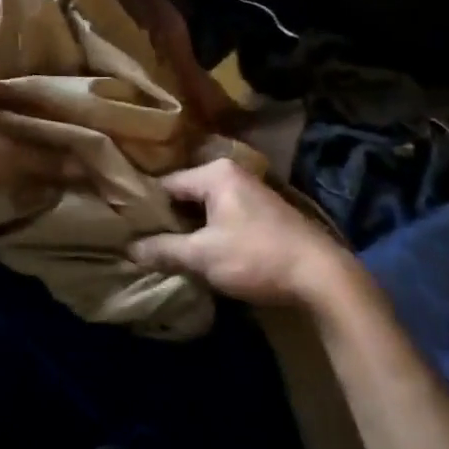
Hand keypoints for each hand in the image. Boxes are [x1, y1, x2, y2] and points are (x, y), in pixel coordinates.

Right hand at [128, 158, 356, 308]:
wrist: (321, 276)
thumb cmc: (256, 257)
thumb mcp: (203, 256)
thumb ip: (164, 250)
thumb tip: (129, 248)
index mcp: (214, 173)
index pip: (166, 184)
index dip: (146, 208)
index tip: (128, 228)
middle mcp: (232, 173)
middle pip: (186, 194)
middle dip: (168, 219)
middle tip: (144, 241)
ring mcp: (250, 192)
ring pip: (205, 207)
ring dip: (190, 228)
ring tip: (167, 250)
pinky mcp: (263, 213)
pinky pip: (223, 216)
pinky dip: (210, 231)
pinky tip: (201, 253)